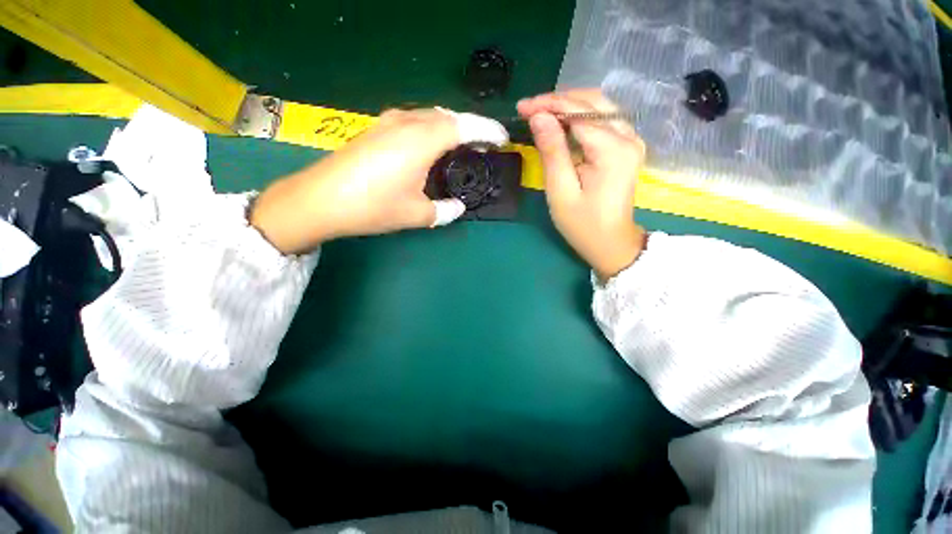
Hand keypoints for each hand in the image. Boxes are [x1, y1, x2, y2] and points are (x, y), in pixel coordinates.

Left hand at [250, 108, 507, 253]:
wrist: (320, 199)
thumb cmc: (373, 206)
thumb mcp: (417, 214)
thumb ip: (444, 210)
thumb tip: (458, 207)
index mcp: (422, 140)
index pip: (465, 126)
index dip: (487, 131)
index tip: (502, 140)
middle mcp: (407, 122)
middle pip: (448, 116)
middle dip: (470, 128)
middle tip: (483, 146)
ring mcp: (388, 122)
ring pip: (430, 116)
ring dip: (450, 128)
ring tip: (461, 147)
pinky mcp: (376, 129)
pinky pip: (414, 121)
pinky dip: (431, 130)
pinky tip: (430, 148)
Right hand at [518, 89, 646, 280]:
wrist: (611, 242)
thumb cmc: (583, 224)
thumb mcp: (561, 192)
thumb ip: (552, 152)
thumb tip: (539, 117)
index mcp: (612, 150)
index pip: (578, 113)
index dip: (548, 106)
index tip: (522, 108)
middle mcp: (628, 137)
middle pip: (592, 102)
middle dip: (558, 100)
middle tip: (529, 109)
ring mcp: (631, 140)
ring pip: (600, 106)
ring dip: (569, 105)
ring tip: (541, 113)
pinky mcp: (627, 146)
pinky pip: (604, 119)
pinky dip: (581, 116)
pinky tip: (562, 123)